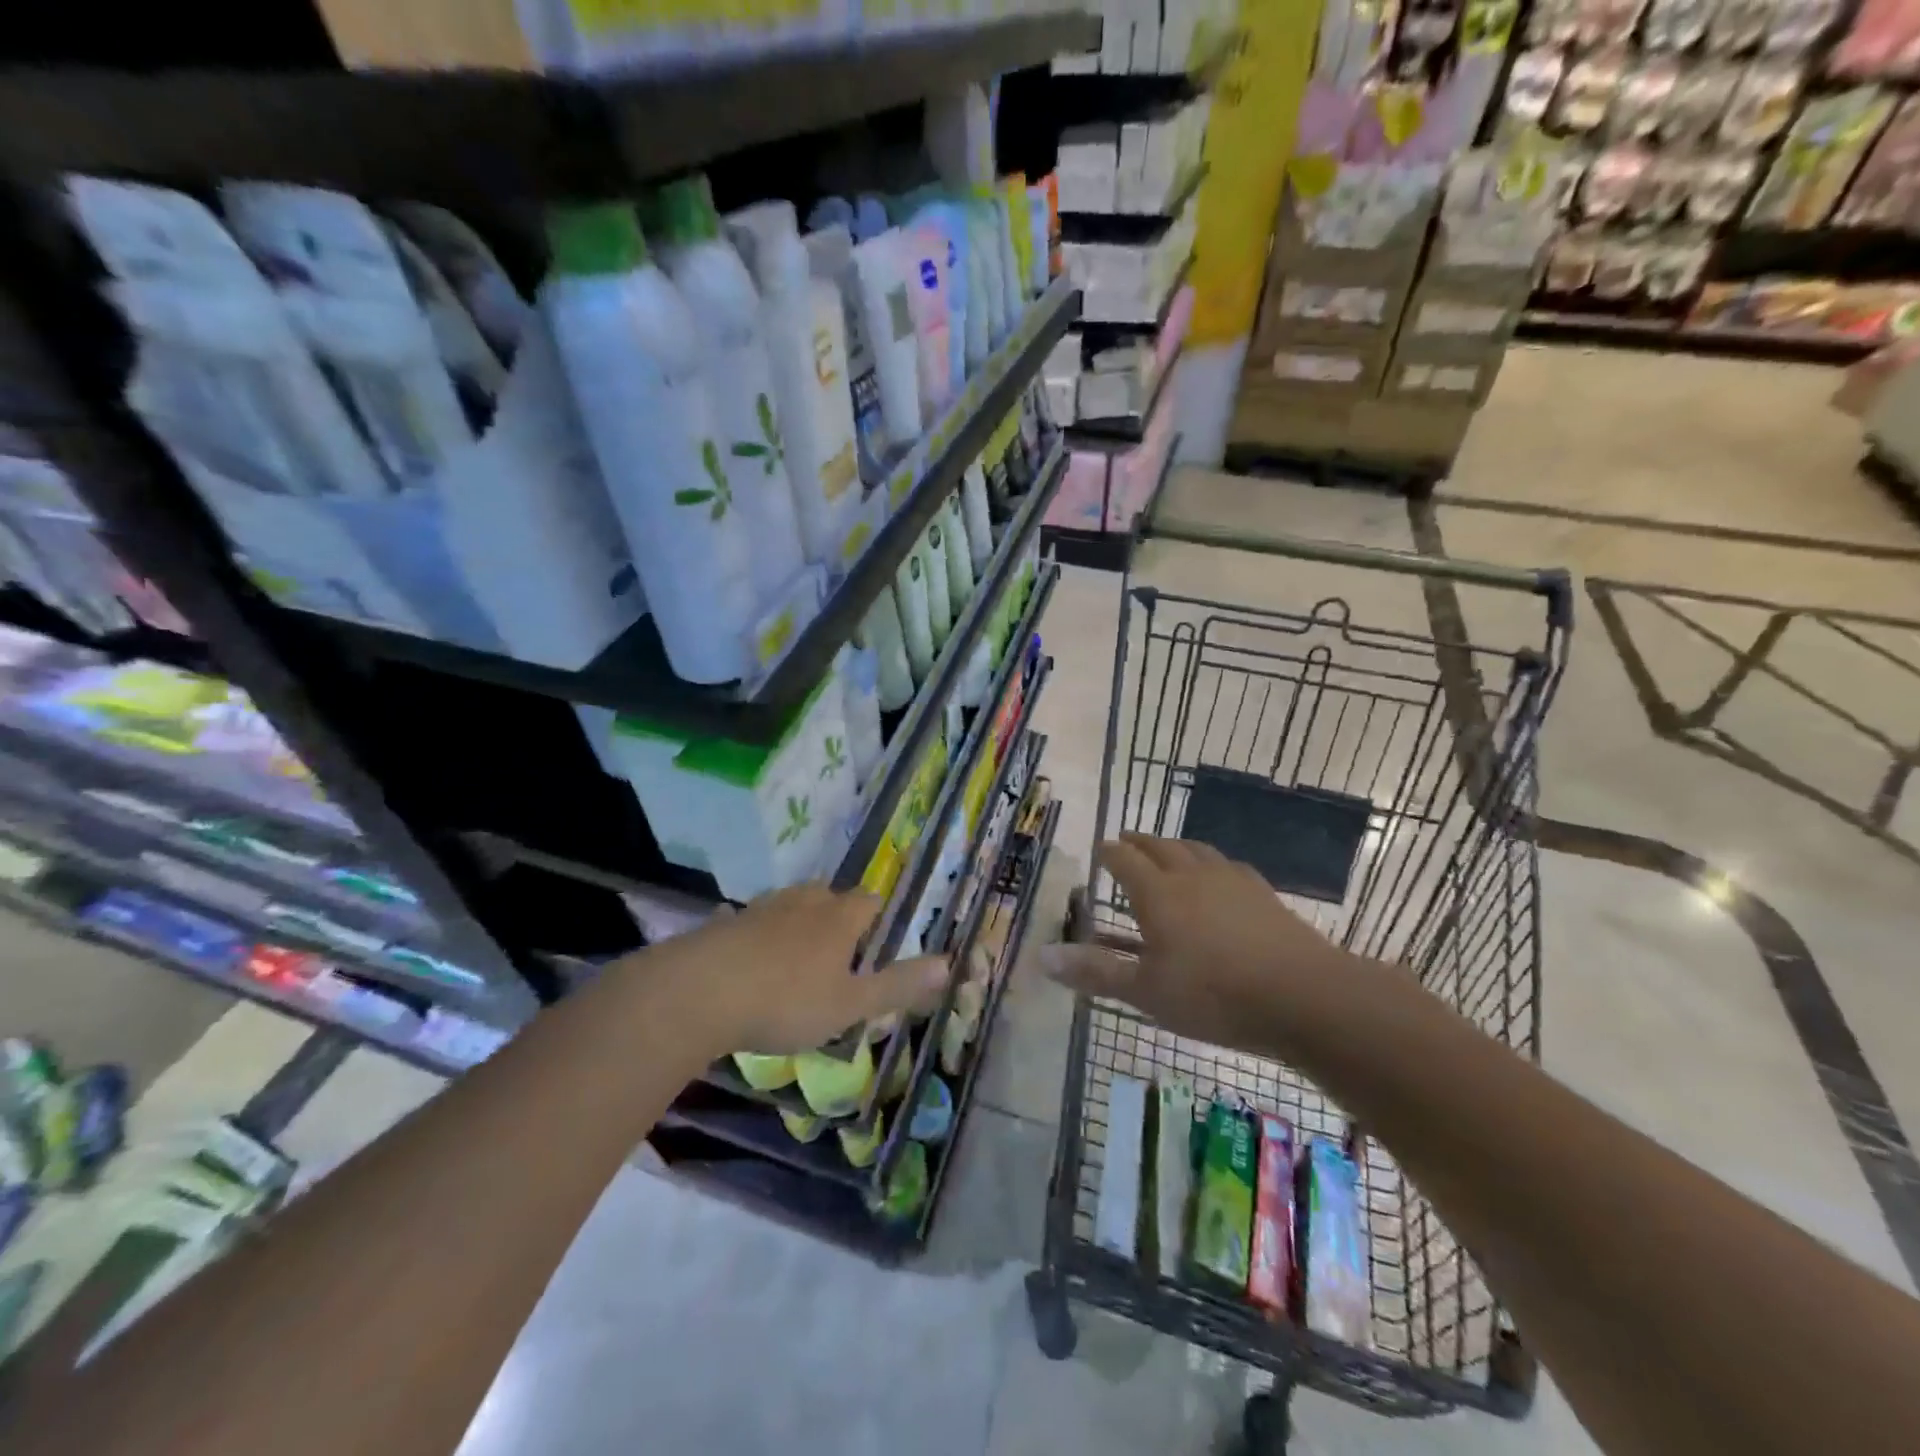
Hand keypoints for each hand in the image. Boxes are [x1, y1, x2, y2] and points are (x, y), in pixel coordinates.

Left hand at [642, 882, 948, 1058]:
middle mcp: (803, 904)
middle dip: (837, 913)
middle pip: (828, 894)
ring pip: (789, 902)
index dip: (876, 916)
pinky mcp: (725, 923)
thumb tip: (948, 963)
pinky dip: (751, 931)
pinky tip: (743, 950)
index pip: (868, 901)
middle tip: (838, 947)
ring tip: (796, 949)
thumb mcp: (850, 1004)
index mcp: (839, 920)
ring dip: (797, 918)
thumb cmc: (787, 1001)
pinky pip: (745, 920)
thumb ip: (898, 985)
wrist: (702, 992)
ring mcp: (761, 909)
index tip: (875, 938)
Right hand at [1040, 833, 1362, 1052]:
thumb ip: (1096, 972)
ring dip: (1176, 846)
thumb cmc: (1213, 995)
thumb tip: (1042, 957)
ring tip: (1169, 849)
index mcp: (1157, 894)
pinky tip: (1219, 876)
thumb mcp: (1146, 991)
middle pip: (1161, 846)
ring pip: (1196, 850)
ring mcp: (1231, 881)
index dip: (1109, 853)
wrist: (1303, 995)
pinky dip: (1211, 863)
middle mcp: (1191, 876)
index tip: (1100, 849)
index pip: (1125, 861)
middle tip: (1128, 841)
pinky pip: (1228, 866)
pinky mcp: (1263, 894)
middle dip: (1140, 842)